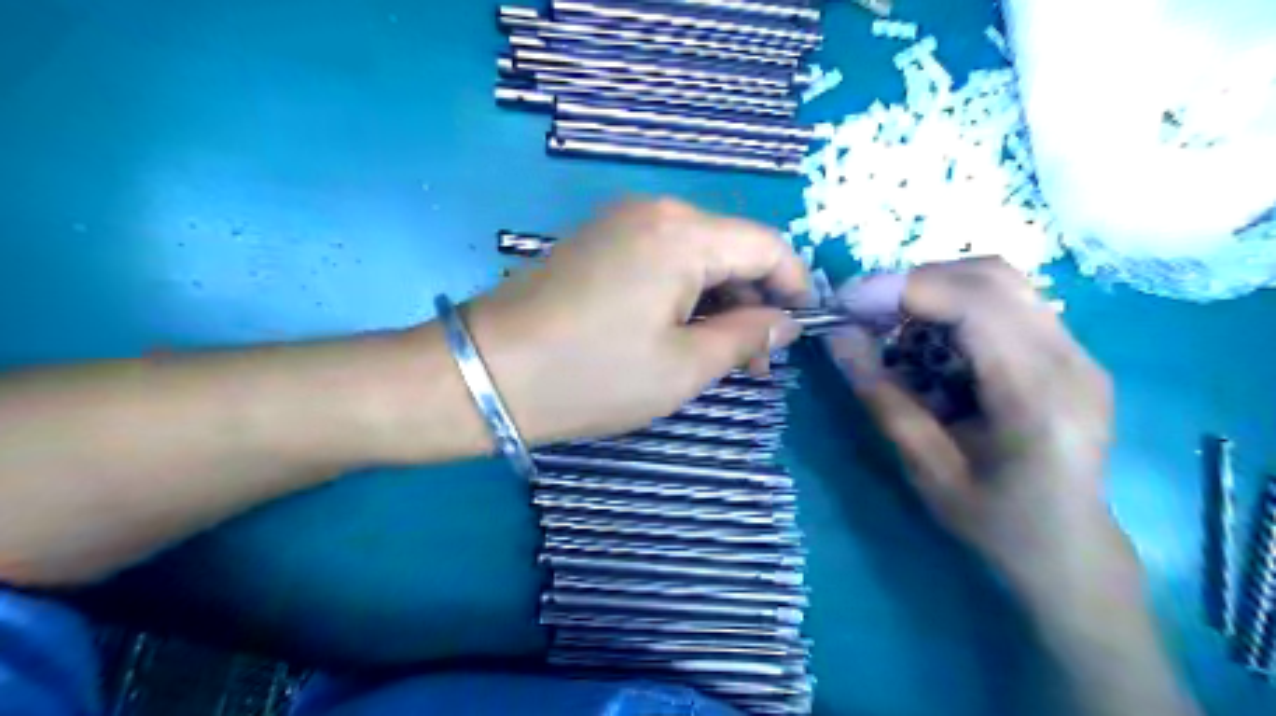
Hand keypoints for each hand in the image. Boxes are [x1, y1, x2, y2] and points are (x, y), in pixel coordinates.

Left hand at [466, 199, 811, 447]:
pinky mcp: (595, 242)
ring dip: (718, 300)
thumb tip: (783, 323)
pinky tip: (678, 332)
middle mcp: (654, 211)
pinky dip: (683, 293)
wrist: (485, 373)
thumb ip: (745, 338)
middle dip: (753, 300)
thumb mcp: (682, 368)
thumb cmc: (592, 376)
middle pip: (730, 246)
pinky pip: (661, 259)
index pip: (766, 244)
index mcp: (682, 233)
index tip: (801, 330)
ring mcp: (618, 223)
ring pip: (696, 254)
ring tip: (720, 355)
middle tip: (756, 360)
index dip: (795, 285)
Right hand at [835, 259, 1130, 599]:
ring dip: (935, 291)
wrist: (1070, 551)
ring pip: (1000, 281)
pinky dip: (955, 308)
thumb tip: (838, 338)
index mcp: (1039, 397)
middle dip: (916, 282)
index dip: (906, 290)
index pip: (977, 304)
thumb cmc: (996, 524)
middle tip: (864, 312)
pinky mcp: (1069, 352)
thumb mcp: (927, 470)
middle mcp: (1071, 361)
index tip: (847, 302)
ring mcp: (1078, 352)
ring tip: (891, 325)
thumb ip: (883, 398)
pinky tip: (928, 343)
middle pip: (992, 276)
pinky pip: (1007, 303)